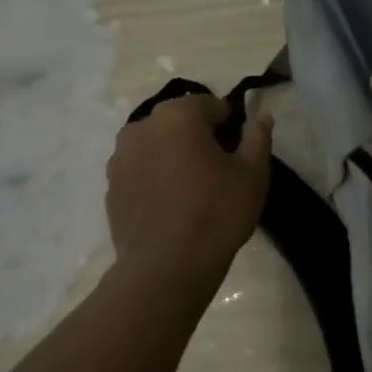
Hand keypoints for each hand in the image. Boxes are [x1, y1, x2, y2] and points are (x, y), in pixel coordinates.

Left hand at [105, 95, 272, 272]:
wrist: (167, 266)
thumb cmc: (217, 212)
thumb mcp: (253, 173)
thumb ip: (258, 137)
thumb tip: (261, 115)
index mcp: (178, 115)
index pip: (210, 105)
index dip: (229, 123)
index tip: (238, 148)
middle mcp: (141, 127)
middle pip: (178, 122)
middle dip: (197, 136)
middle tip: (218, 168)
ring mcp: (120, 157)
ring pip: (156, 145)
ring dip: (173, 155)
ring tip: (191, 188)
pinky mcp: (110, 187)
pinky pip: (140, 170)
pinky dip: (155, 177)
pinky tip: (171, 205)